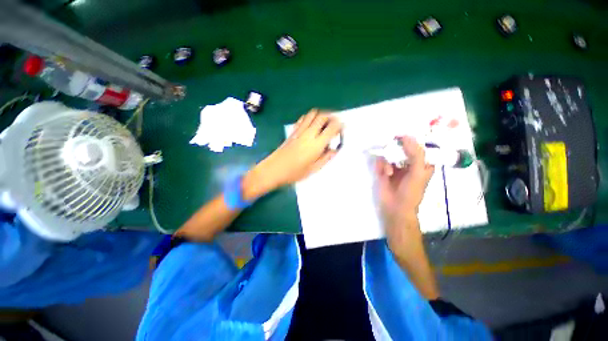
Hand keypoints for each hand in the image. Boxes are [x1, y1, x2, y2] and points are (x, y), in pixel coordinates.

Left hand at [243, 109, 341, 199]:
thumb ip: (326, 158)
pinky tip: (312, 125)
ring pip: (313, 114)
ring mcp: (300, 131)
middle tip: (335, 124)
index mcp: (316, 144)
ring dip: (321, 115)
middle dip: (332, 117)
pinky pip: (303, 118)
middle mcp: (309, 133)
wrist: (274, 169)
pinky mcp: (293, 131)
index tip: (342, 129)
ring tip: (324, 123)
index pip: (332, 127)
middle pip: (323, 116)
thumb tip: (334, 149)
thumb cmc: (294, 173)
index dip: (340, 125)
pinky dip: (310, 117)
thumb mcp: (314, 169)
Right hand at [375, 136, 434, 228]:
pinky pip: (380, 161)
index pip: (418, 144)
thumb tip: (407, 136)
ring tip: (389, 173)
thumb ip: (415, 154)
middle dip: (395, 148)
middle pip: (401, 147)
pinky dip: (381, 166)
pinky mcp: (383, 170)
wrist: (395, 208)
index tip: (402, 134)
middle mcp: (408, 161)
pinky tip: (384, 174)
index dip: (411, 138)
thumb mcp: (418, 172)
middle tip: (391, 147)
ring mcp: (395, 165)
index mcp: (422, 162)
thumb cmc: (411, 192)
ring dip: (388, 161)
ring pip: (389, 153)